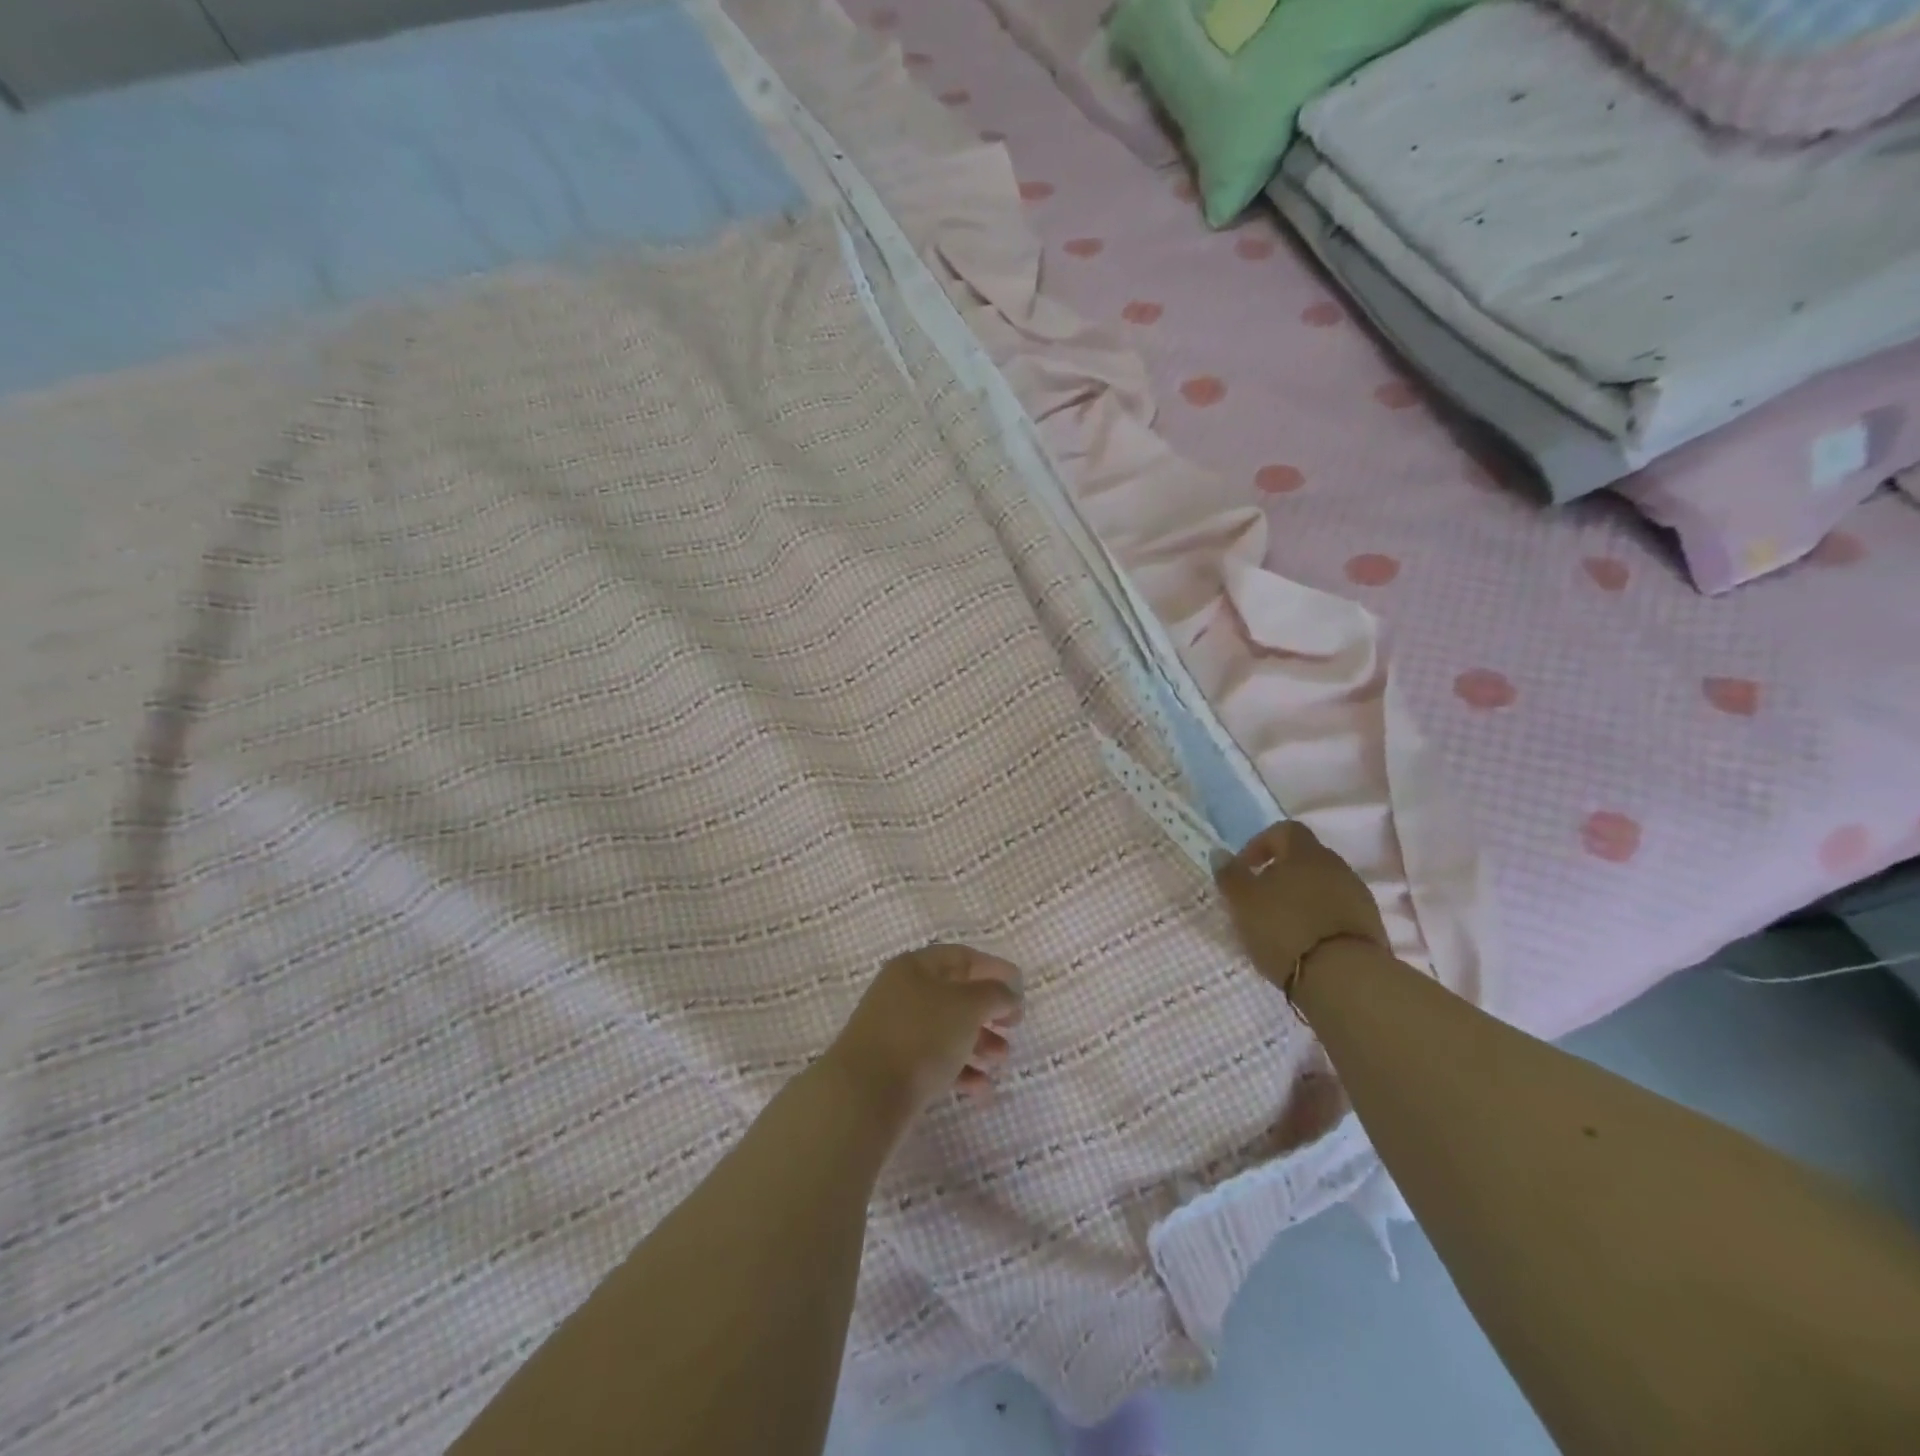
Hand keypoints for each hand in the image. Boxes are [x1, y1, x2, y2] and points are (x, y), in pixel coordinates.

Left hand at [824, 944, 1023, 1126]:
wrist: (865, 1094)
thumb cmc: (920, 1036)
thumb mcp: (967, 1006)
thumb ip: (994, 993)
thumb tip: (1007, 992)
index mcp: (916, 967)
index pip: (961, 957)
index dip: (994, 968)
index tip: (1020, 988)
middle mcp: (903, 992)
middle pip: (955, 994)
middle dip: (989, 1010)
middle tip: (1014, 1026)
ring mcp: (896, 1030)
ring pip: (947, 1029)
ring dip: (980, 1042)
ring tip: (1001, 1060)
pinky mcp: (894, 1066)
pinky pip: (935, 1060)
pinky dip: (961, 1069)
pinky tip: (981, 1088)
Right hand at [1213, 821, 1387, 994]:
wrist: (1344, 977)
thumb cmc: (1284, 928)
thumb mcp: (1242, 900)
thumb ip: (1229, 874)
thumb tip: (1220, 853)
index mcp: (1305, 852)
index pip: (1284, 830)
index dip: (1260, 844)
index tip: (1244, 869)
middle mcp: (1336, 866)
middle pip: (1304, 859)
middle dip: (1280, 874)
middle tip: (1259, 899)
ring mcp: (1357, 896)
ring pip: (1321, 886)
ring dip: (1300, 898)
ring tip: (1280, 925)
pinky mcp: (1369, 926)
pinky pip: (1336, 911)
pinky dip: (1318, 919)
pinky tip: (1304, 942)